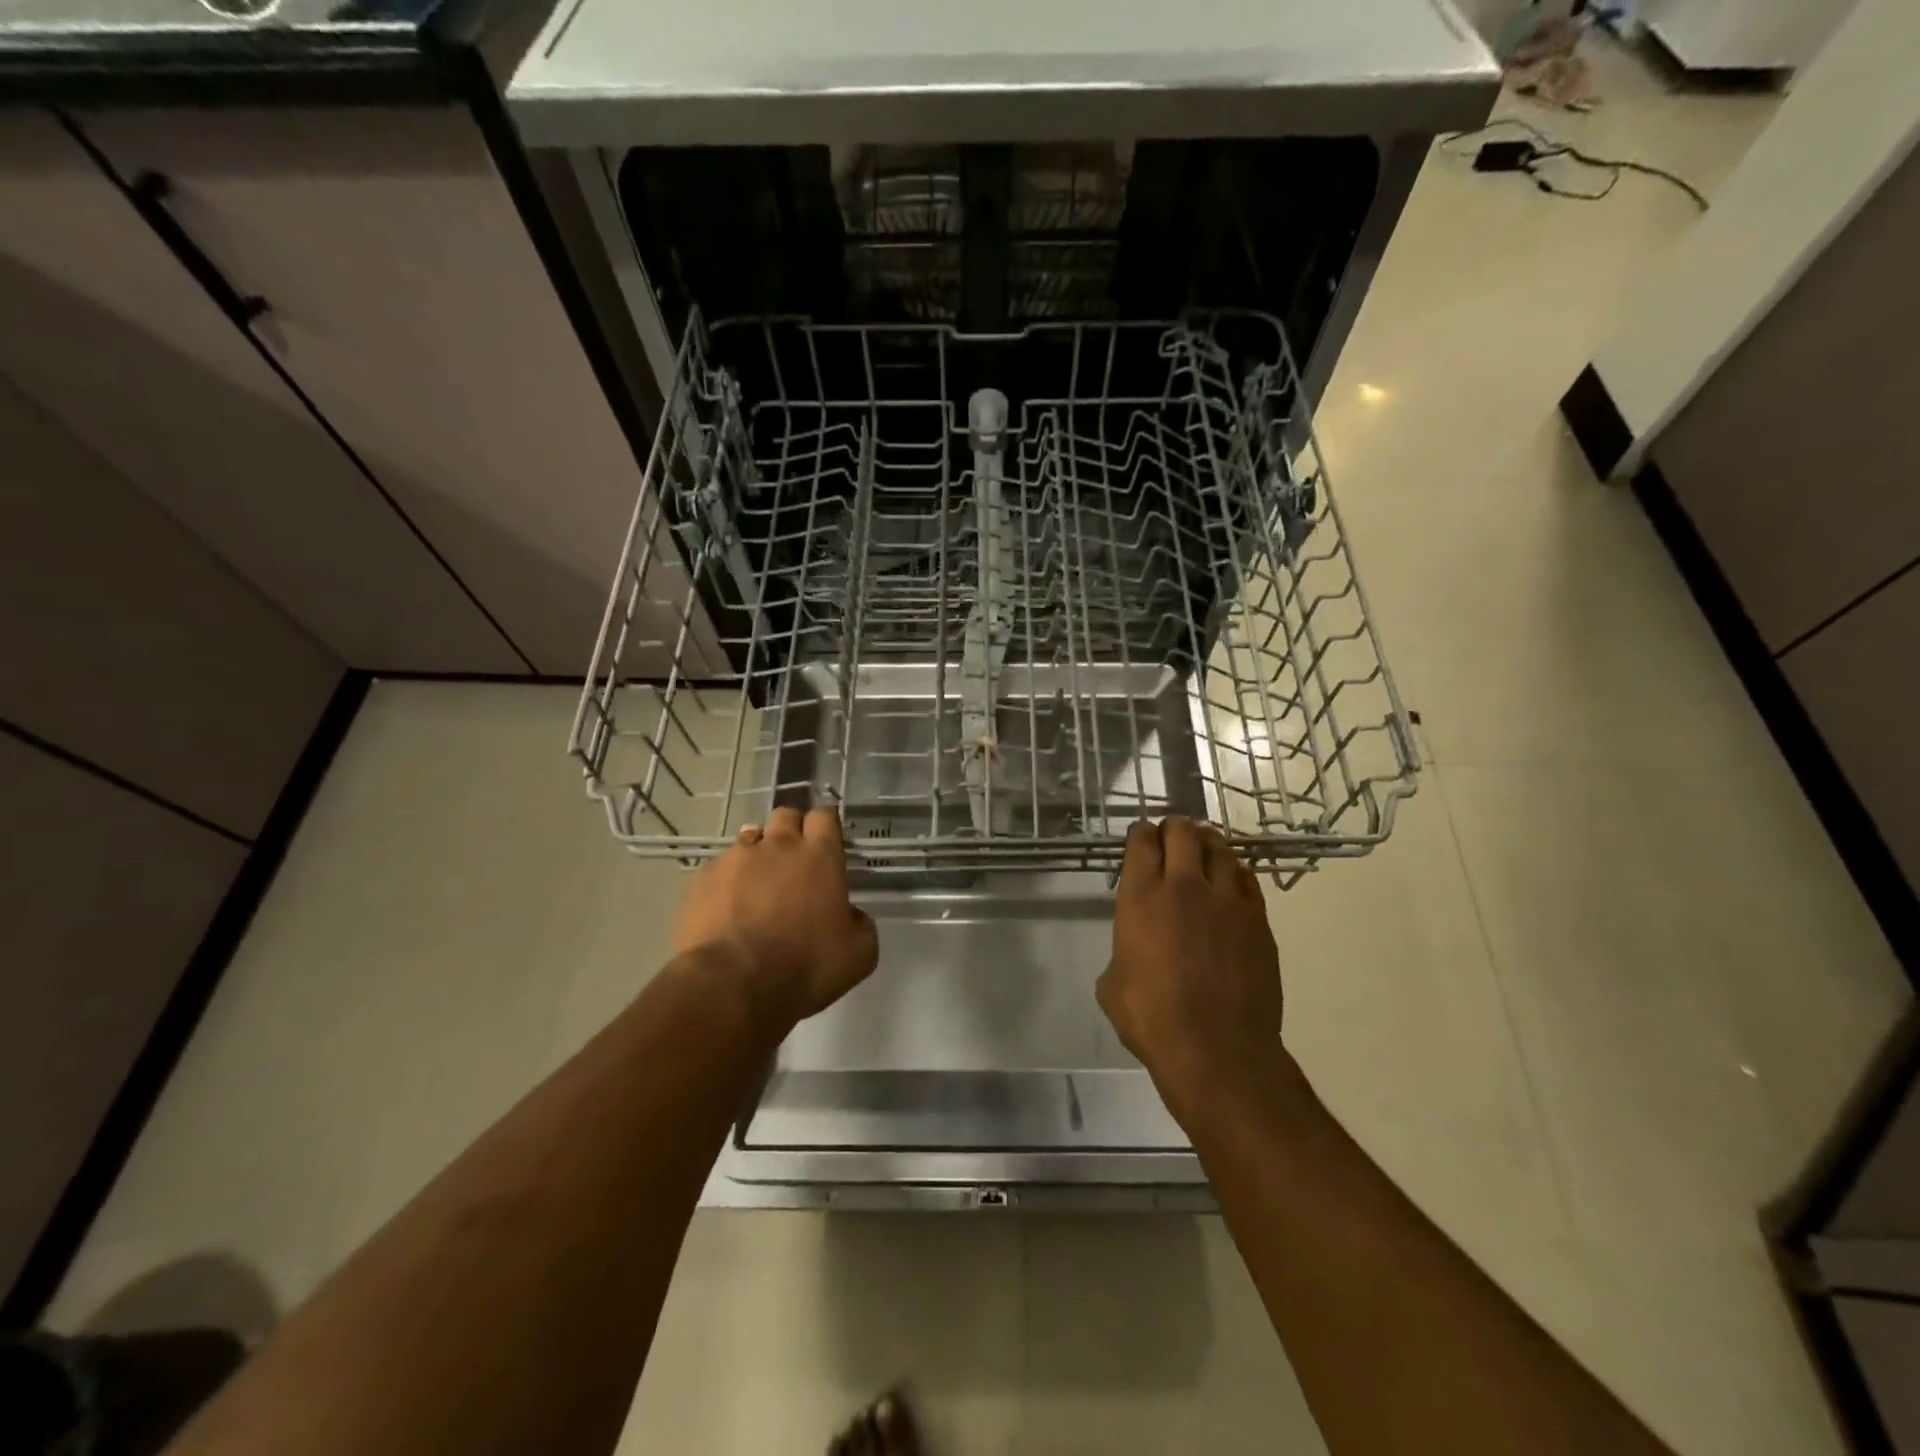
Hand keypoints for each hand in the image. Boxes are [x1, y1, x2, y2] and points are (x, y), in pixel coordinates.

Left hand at [674, 807, 878, 1030]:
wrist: (733, 985)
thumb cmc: (805, 967)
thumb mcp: (859, 954)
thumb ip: (860, 923)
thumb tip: (850, 914)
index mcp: (820, 856)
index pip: (824, 815)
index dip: (826, 825)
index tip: (827, 841)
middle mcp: (778, 845)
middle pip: (785, 815)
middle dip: (791, 830)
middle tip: (794, 861)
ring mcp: (736, 858)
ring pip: (749, 838)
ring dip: (758, 854)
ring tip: (757, 886)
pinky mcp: (703, 877)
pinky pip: (719, 867)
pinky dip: (726, 881)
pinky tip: (726, 909)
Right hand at [1096, 817, 1284, 1119]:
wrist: (1217, 1050)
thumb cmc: (1153, 1019)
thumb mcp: (1113, 984)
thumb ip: (1123, 951)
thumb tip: (1134, 951)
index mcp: (1141, 897)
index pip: (1142, 842)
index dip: (1142, 833)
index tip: (1142, 836)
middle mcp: (1183, 886)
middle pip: (1183, 832)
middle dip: (1174, 827)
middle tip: (1172, 834)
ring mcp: (1226, 899)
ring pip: (1219, 848)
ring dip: (1207, 841)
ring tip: (1203, 844)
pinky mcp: (1257, 919)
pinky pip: (1246, 878)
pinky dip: (1234, 870)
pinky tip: (1230, 877)